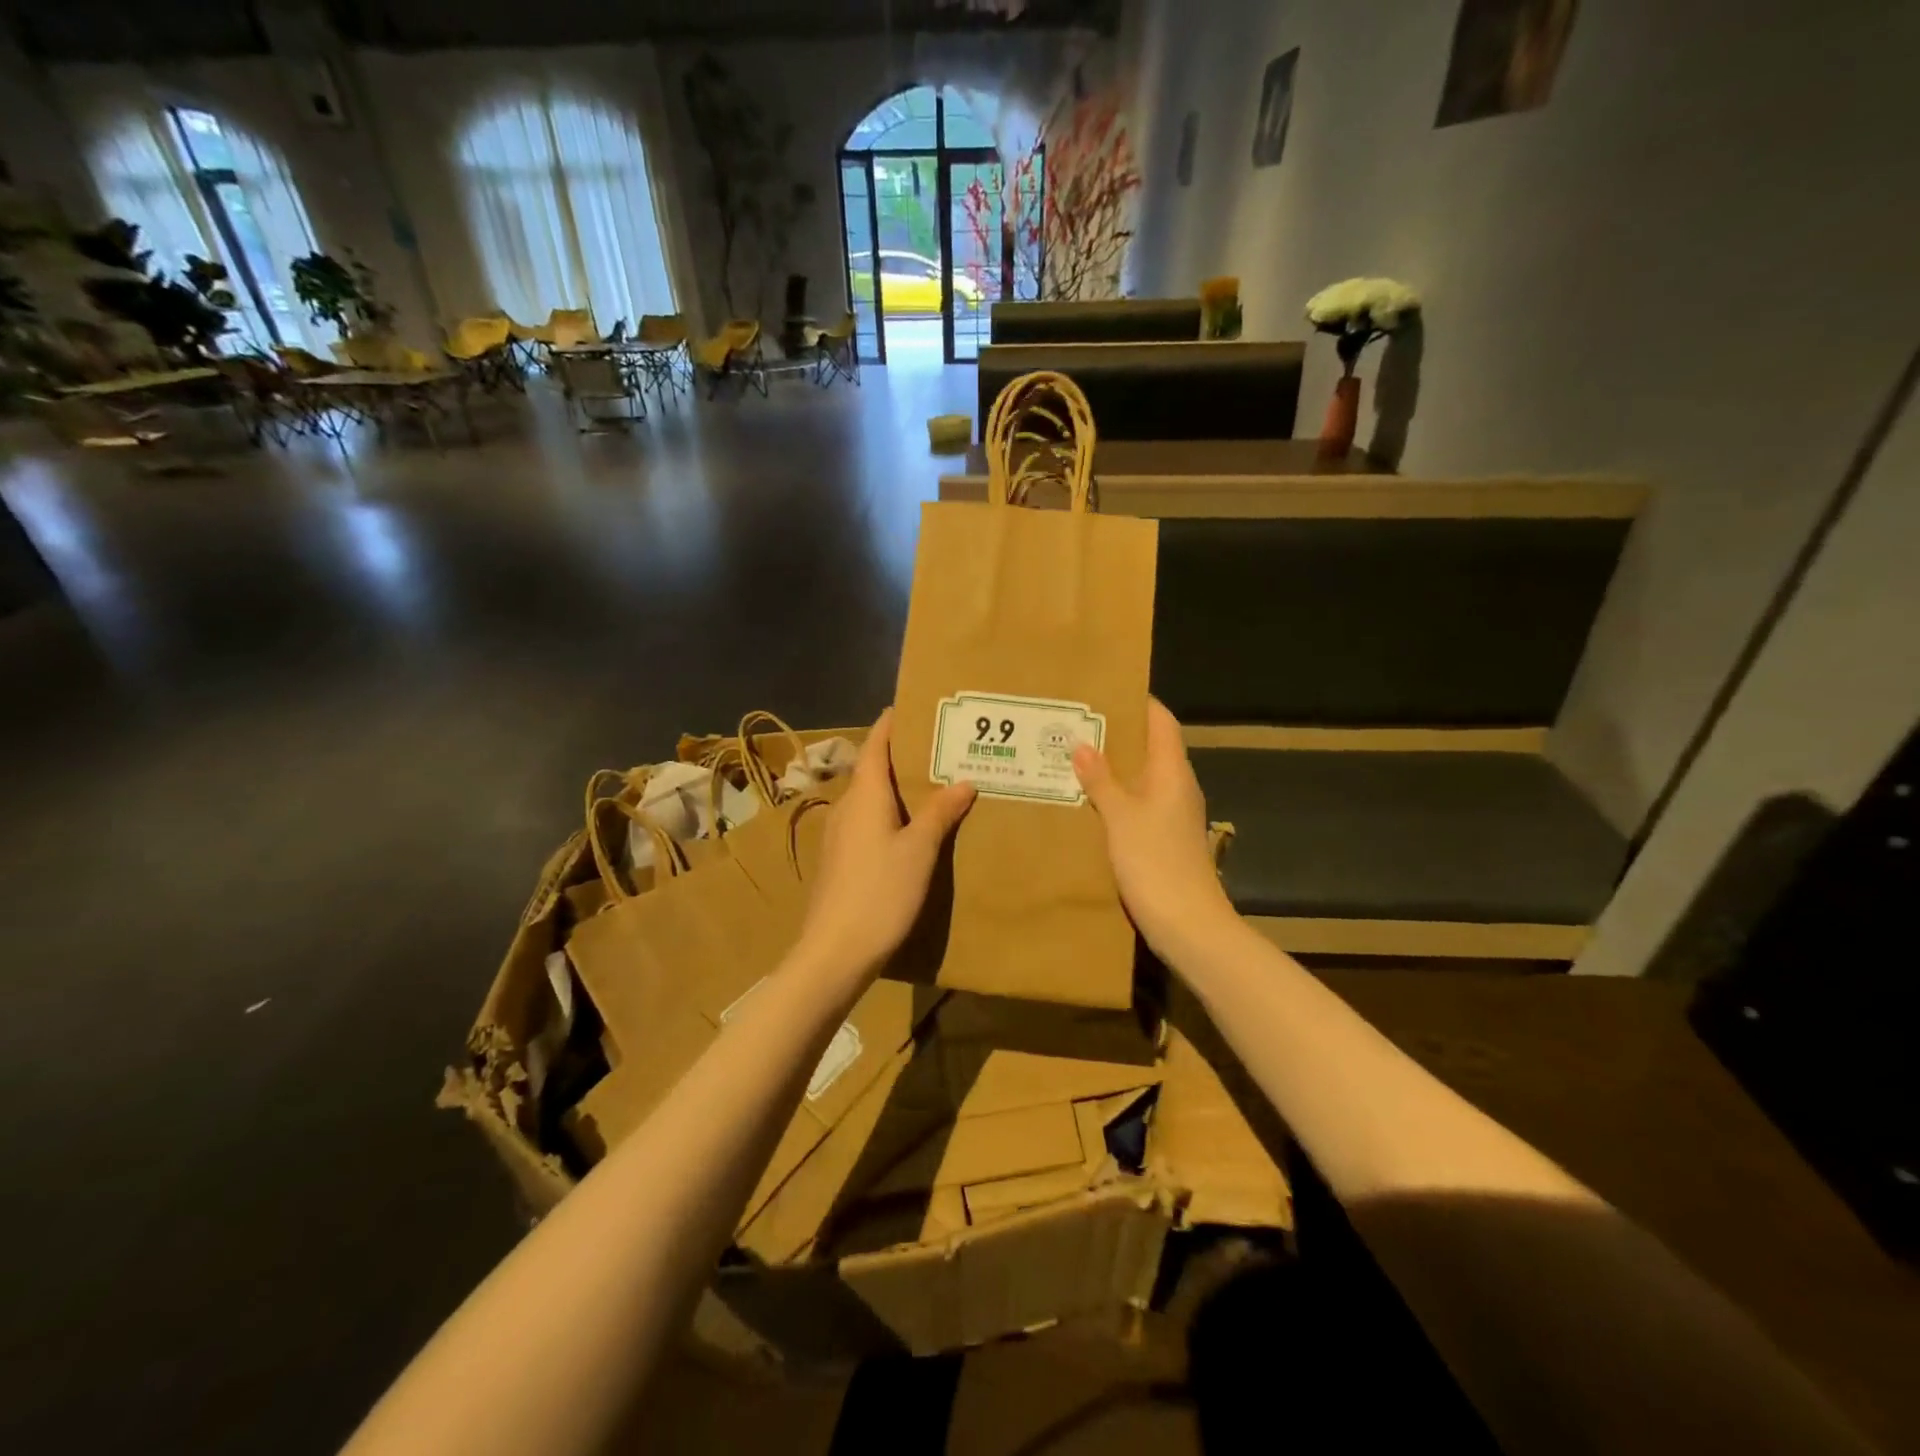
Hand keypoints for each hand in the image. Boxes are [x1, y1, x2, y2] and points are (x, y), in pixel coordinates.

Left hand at [797, 709, 974, 979]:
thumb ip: (939, 812)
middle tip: (936, 746)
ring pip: (869, 799)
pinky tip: (910, 828)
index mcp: (863, 796)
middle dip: (898, 755)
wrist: (835, 951)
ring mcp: (840, 836)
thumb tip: (963, 781)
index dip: (889, 725)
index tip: (909, 707)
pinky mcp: (841, 861)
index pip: (874, 747)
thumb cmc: (880, 892)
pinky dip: (889, 813)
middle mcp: (846, 808)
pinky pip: (867, 822)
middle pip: (870, 770)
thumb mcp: (919, 850)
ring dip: (894, 787)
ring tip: (930, 784)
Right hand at [1073, 698, 1236, 963]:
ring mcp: (1174, 814)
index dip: (1139, 702)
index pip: (1162, 721)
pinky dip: (1117, 794)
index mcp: (1173, 772)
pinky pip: (1139, 803)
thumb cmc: (1155, 863)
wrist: (1188, 925)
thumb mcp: (1121, 817)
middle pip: (1151, 747)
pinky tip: (1089, 801)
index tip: (1106, 690)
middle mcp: (1178, 787)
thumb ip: (1101, 779)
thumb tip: (1082, 744)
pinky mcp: (1165, 838)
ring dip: (1114, 766)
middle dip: (1118, 733)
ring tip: (1074, 756)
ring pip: (1143, 777)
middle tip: (1076, 723)